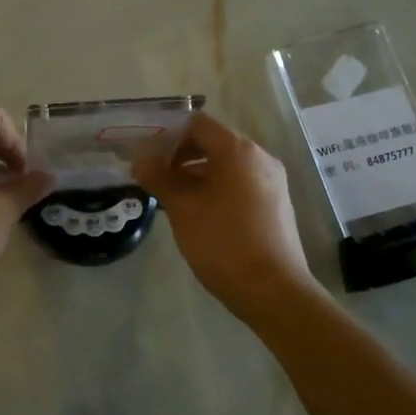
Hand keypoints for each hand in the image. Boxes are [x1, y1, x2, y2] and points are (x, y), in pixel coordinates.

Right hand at [134, 113, 315, 316]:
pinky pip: (239, 183)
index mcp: (238, 151)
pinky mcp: (275, 204)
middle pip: (213, 142)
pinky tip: (196, 212)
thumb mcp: (183, 209)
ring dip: (196, 174)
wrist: (273, 290)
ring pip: (226, 165)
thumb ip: (160, 178)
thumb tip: (141, 161)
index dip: (168, 133)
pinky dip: (215, 188)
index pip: (197, 124)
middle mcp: (259, 158)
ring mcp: (271, 181)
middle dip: (180, 155)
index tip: (146, 153)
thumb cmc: (223, 243)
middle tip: (153, 175)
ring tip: (169, 197)